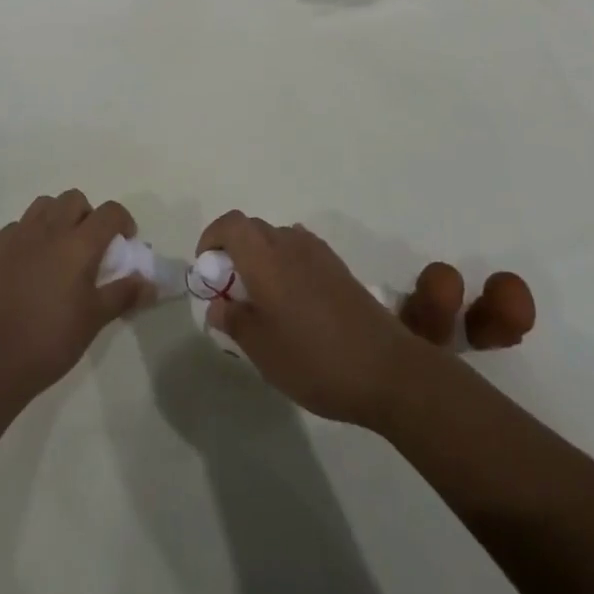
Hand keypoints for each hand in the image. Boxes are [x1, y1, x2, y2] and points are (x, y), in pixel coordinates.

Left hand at [0, 190, 145, 399]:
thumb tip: (150, 283)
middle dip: (87, 215)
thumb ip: (124, 294)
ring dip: (57, 217)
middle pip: (74, 199)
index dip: (123, 221)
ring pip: (44, 205)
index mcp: (79, 244)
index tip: (124, 241)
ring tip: (58, 248)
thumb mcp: (95, 319)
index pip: (110, 212)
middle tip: (89, 245)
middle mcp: (49, 229)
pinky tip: (28, 262)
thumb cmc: (51, 339)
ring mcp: (18, 236)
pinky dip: (29, 234)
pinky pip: (17, 226)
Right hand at [196, 211, 437, 427]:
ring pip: (277, 240)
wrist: (387, 369)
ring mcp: (318, 253)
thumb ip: (234, 321)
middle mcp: (290, 243)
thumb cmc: (314, 359)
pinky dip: (286, 266)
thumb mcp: (262, 350)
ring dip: (261, 258)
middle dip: (234, 250)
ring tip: (261, 300)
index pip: (231, 224)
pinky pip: (300, 252)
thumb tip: (218, 304)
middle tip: (230, 291)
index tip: (207, 269)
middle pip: (252, 229)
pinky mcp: (338, 268)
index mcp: (265, 257)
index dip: (212, 238)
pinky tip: (293, 305)